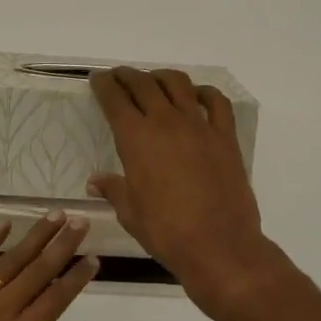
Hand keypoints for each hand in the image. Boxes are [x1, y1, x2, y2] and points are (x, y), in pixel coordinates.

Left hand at [0, 215, 96, 320]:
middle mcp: (2, 310)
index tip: (93, 258)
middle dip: (62, 245)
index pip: (56, 299)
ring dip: (35, 236)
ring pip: (12, 260)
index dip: (76, 278)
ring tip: (54, 214)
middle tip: (80, 221)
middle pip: (39, 270)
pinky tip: (3, 224)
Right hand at [89, 67, 291, 320]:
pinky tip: (197, 96)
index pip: (115, 100)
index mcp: (136, 138)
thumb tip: (95, 180)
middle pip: (143, 84)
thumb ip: (113, 189)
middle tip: (119, 75)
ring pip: (178, 84)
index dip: (104, 85)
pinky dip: (205, 92)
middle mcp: (166, 122)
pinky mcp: (225, 136)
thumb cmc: (166, 232)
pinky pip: (217, 102)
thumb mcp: (130, 212)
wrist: (218, 245)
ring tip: (154, 81)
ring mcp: (199, 126)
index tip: (98, 78)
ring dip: (161, 77)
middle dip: (127, 76)